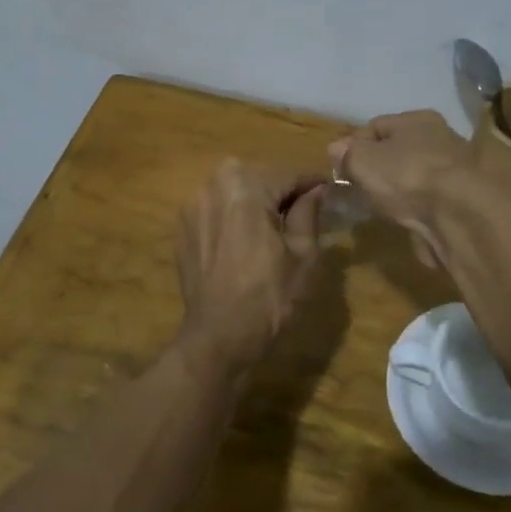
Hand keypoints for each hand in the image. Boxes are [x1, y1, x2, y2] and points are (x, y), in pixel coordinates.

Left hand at [175, 160, 326, 369]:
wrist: (219, 337)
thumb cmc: (268, 296)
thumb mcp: (303, 254)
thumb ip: (308, 213)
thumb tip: (316, 190)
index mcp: (245, 184)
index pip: (288, 174)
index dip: (312, 183)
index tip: (329, 190)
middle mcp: (212, 184)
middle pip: (258, 178)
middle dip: (281, 190)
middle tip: (304, 211)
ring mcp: (191, 205)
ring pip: (234, 191)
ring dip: (255, 201)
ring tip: (274, 227)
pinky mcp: (181, 227)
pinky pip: (215, 209)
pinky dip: (232, 216)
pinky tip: (245, 241)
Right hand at [328, 111, 475, 266]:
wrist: (458, 216)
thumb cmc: (406, 176)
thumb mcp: (363, 160)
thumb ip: (347, 153)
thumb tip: (336, 148)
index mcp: (418, 119)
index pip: (376, 126)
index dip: (353, 145)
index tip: (339, 167)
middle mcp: (441, 137)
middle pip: (396, 150)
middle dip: (375, 168)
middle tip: (356, 188)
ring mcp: (453, 170)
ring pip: (411, 175)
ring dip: (395, 188)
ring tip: (377, 205)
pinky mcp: (460, 200)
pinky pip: (425, 198)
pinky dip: (413, 205)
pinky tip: (402, 217)